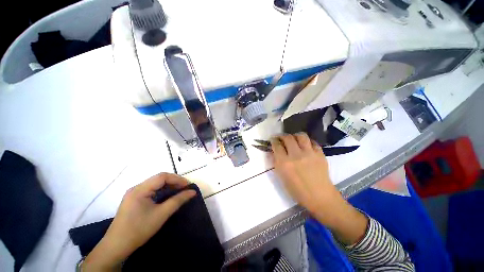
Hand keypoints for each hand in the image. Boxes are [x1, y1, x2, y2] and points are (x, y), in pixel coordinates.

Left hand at [82, 173, 195, 270]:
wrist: (116, 247)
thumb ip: (178, 201)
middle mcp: (136, 188)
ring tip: (179, 190)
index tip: (188, 185)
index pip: (162, 177)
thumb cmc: (139, 230)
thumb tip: (192, 192)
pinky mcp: (134, 199)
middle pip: (159, 179)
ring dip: (168, 185)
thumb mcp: (161, 214)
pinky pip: (151, 190)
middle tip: (185, 188)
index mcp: (140, 189)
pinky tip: (167, 195)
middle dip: (174, 181)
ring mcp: (134, 193)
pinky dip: (162, 190)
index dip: (177, 179)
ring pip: (155, 184)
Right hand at [271, 133, 367, 244]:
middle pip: (288, 138)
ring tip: (294, 139)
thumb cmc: (297, 190)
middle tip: (282, 138)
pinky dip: (307, 142)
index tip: (273, 139)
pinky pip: (312, 142)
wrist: (320, 197)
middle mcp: (296, 155)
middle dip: (282, 136)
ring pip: (301, 136)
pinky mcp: (320, 154)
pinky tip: (305, 145)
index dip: (273, 140)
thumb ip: (276, 163)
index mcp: (284, 163)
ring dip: (295, 136)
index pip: (276, 145)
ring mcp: (309, 153)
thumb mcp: (282, 178)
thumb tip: (272, 152)